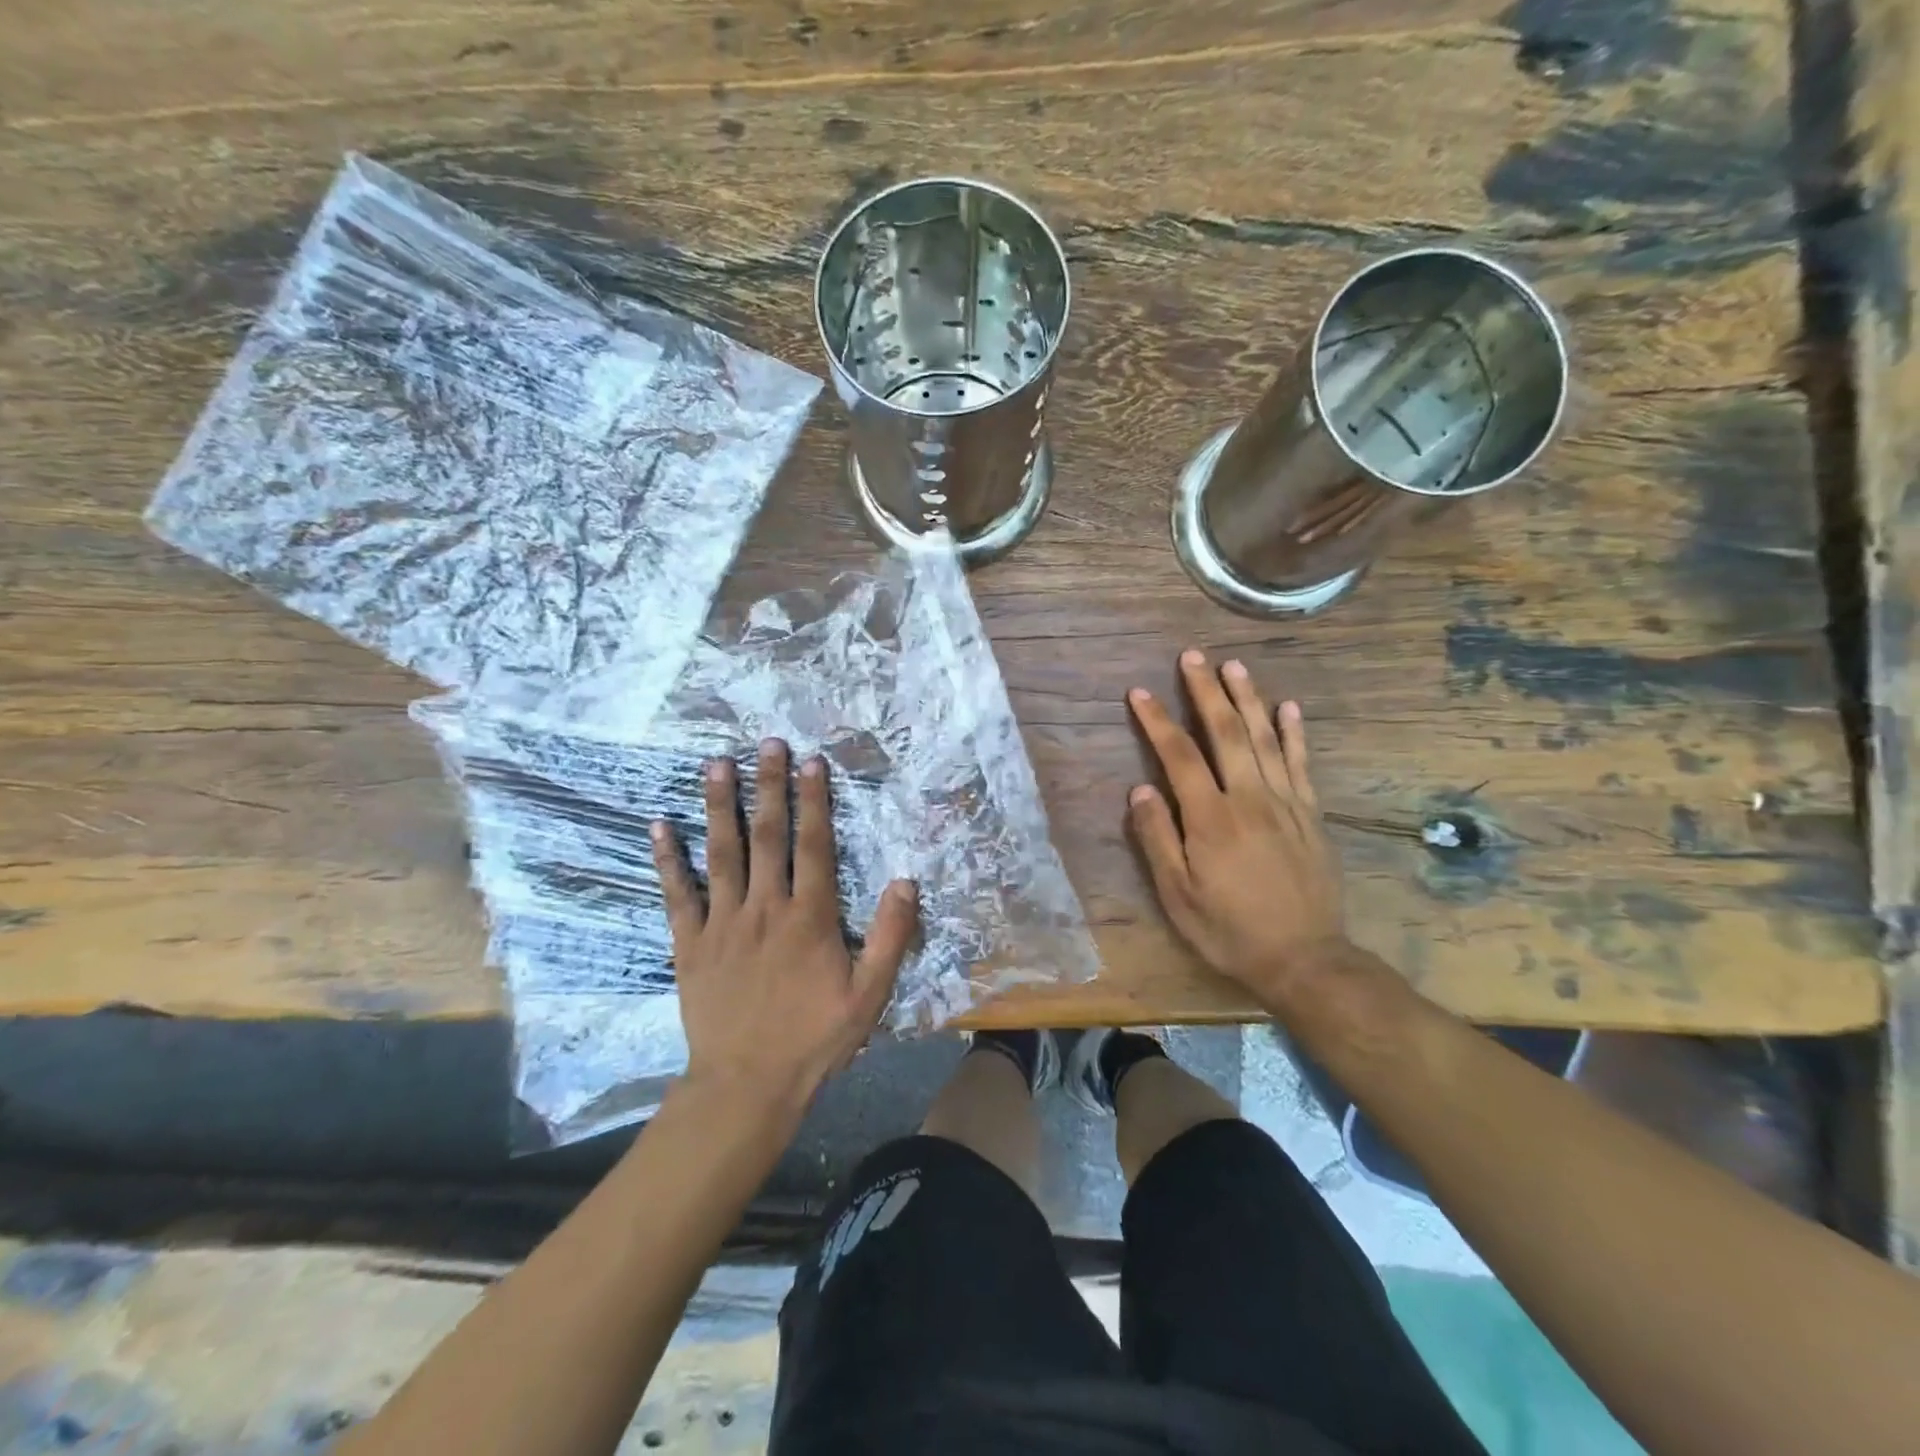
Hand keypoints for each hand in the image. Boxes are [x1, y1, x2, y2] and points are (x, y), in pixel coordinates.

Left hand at [651, 740, 918, 1116]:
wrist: (746, 1084)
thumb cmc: (813, 1038)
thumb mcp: (869, 995)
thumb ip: (891, 936)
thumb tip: (905, 880)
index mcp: (809, 918)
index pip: (814, 845)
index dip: (814, 801)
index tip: (812, 762)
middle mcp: (764, 907)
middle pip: (767, 836)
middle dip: (769, 786)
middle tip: (768, 744)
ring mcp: (722, 922)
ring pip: (721, 853)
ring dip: (720, 806)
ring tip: (716, 764)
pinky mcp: (690, 943)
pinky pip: (677, 894)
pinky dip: (667, 859)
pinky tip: (660, 825)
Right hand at [1127, 650, 1347, 1008]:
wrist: (1304, 959)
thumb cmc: (1229, 930)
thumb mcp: (1178, 896)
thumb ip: (1157, 838)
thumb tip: (1140, 789)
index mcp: (1211, 819)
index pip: (1179, 756)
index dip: (1157, 721)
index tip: (1139, 692)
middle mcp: (1250, 799)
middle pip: (1226, 733)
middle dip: (1205, 692)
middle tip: (1192, 657)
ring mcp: (1286, 803)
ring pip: (1265, 739)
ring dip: (1248, 699)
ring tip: (1234, 666)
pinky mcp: (1311, 814)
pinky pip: (1302, 764)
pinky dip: (1294, 733)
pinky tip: (1288, 707)